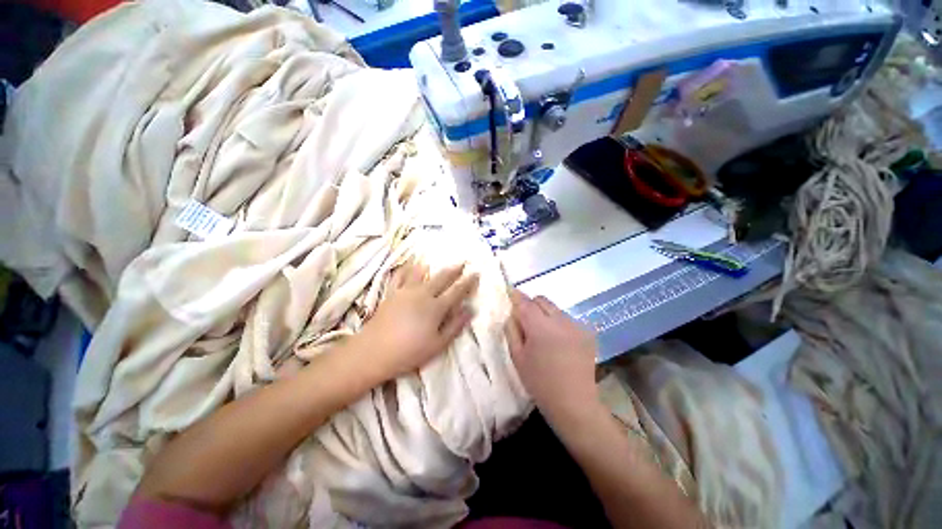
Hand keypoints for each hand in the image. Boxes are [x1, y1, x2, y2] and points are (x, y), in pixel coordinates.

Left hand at [357, 259, 478, 381]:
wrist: (374, 352)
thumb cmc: (409, 352)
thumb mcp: (438, 344)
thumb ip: (455, 325)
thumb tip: (470, 310)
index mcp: (436, 307)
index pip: (457, 291)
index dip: (467, 282)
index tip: (475, 273)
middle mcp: (423, 294)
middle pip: (442, 278)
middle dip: (454, 270)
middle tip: (462, 263)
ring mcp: (405, 291)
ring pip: (421, 273)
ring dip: (432, 266)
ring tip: (436, 262)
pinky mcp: (392, 293)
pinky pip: (400, 276)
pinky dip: (406, 268)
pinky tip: (410, 265)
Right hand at [506, 289, 599, 421]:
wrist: (574, 403)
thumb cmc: (539, 382)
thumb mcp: (517, 357)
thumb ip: (512, 330)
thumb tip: (512, 314)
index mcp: (541, 327)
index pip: (525, 303)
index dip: (516, 296)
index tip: (510, 291)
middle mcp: (561, 321)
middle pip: (541, 300)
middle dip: (531, 305)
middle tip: (525, 321)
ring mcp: (576, 326)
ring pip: (555, 309)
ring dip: (545, 314)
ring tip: (543, 334)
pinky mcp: (587, 333)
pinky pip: (566, 319)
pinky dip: (558, 323)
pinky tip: (558, 342)